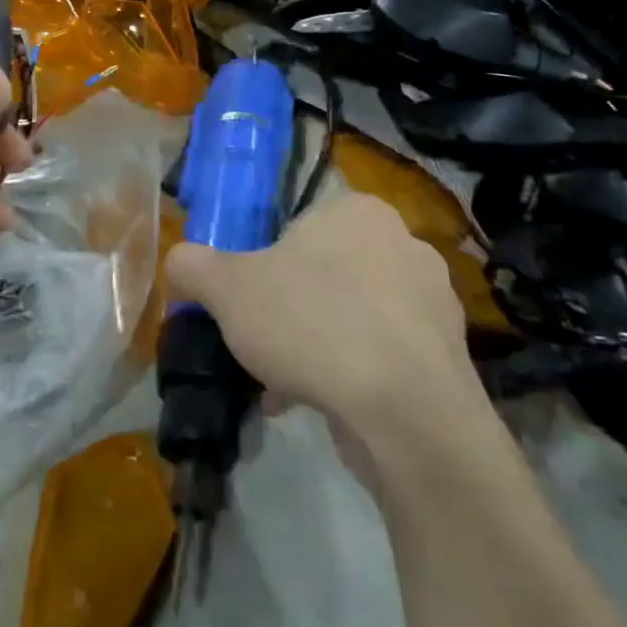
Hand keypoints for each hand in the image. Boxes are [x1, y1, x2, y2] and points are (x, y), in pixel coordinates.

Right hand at [165, 193, 483, 444]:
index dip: (266, 261)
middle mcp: (404, 244)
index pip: (300, 224)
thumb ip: (193, 265)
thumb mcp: (227, 289)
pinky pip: (382, 355)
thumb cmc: (312, 324)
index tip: (249, 298)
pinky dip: (350, 374)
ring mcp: (433, 302)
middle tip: (262, 340)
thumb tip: (178, 261)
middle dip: (291, 308)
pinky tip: (317, 404)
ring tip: (283, 384)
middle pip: (325, 271)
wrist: (407, 415)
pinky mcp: (448, 356)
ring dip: (316, 344)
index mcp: (358, 211)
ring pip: (352, 316)